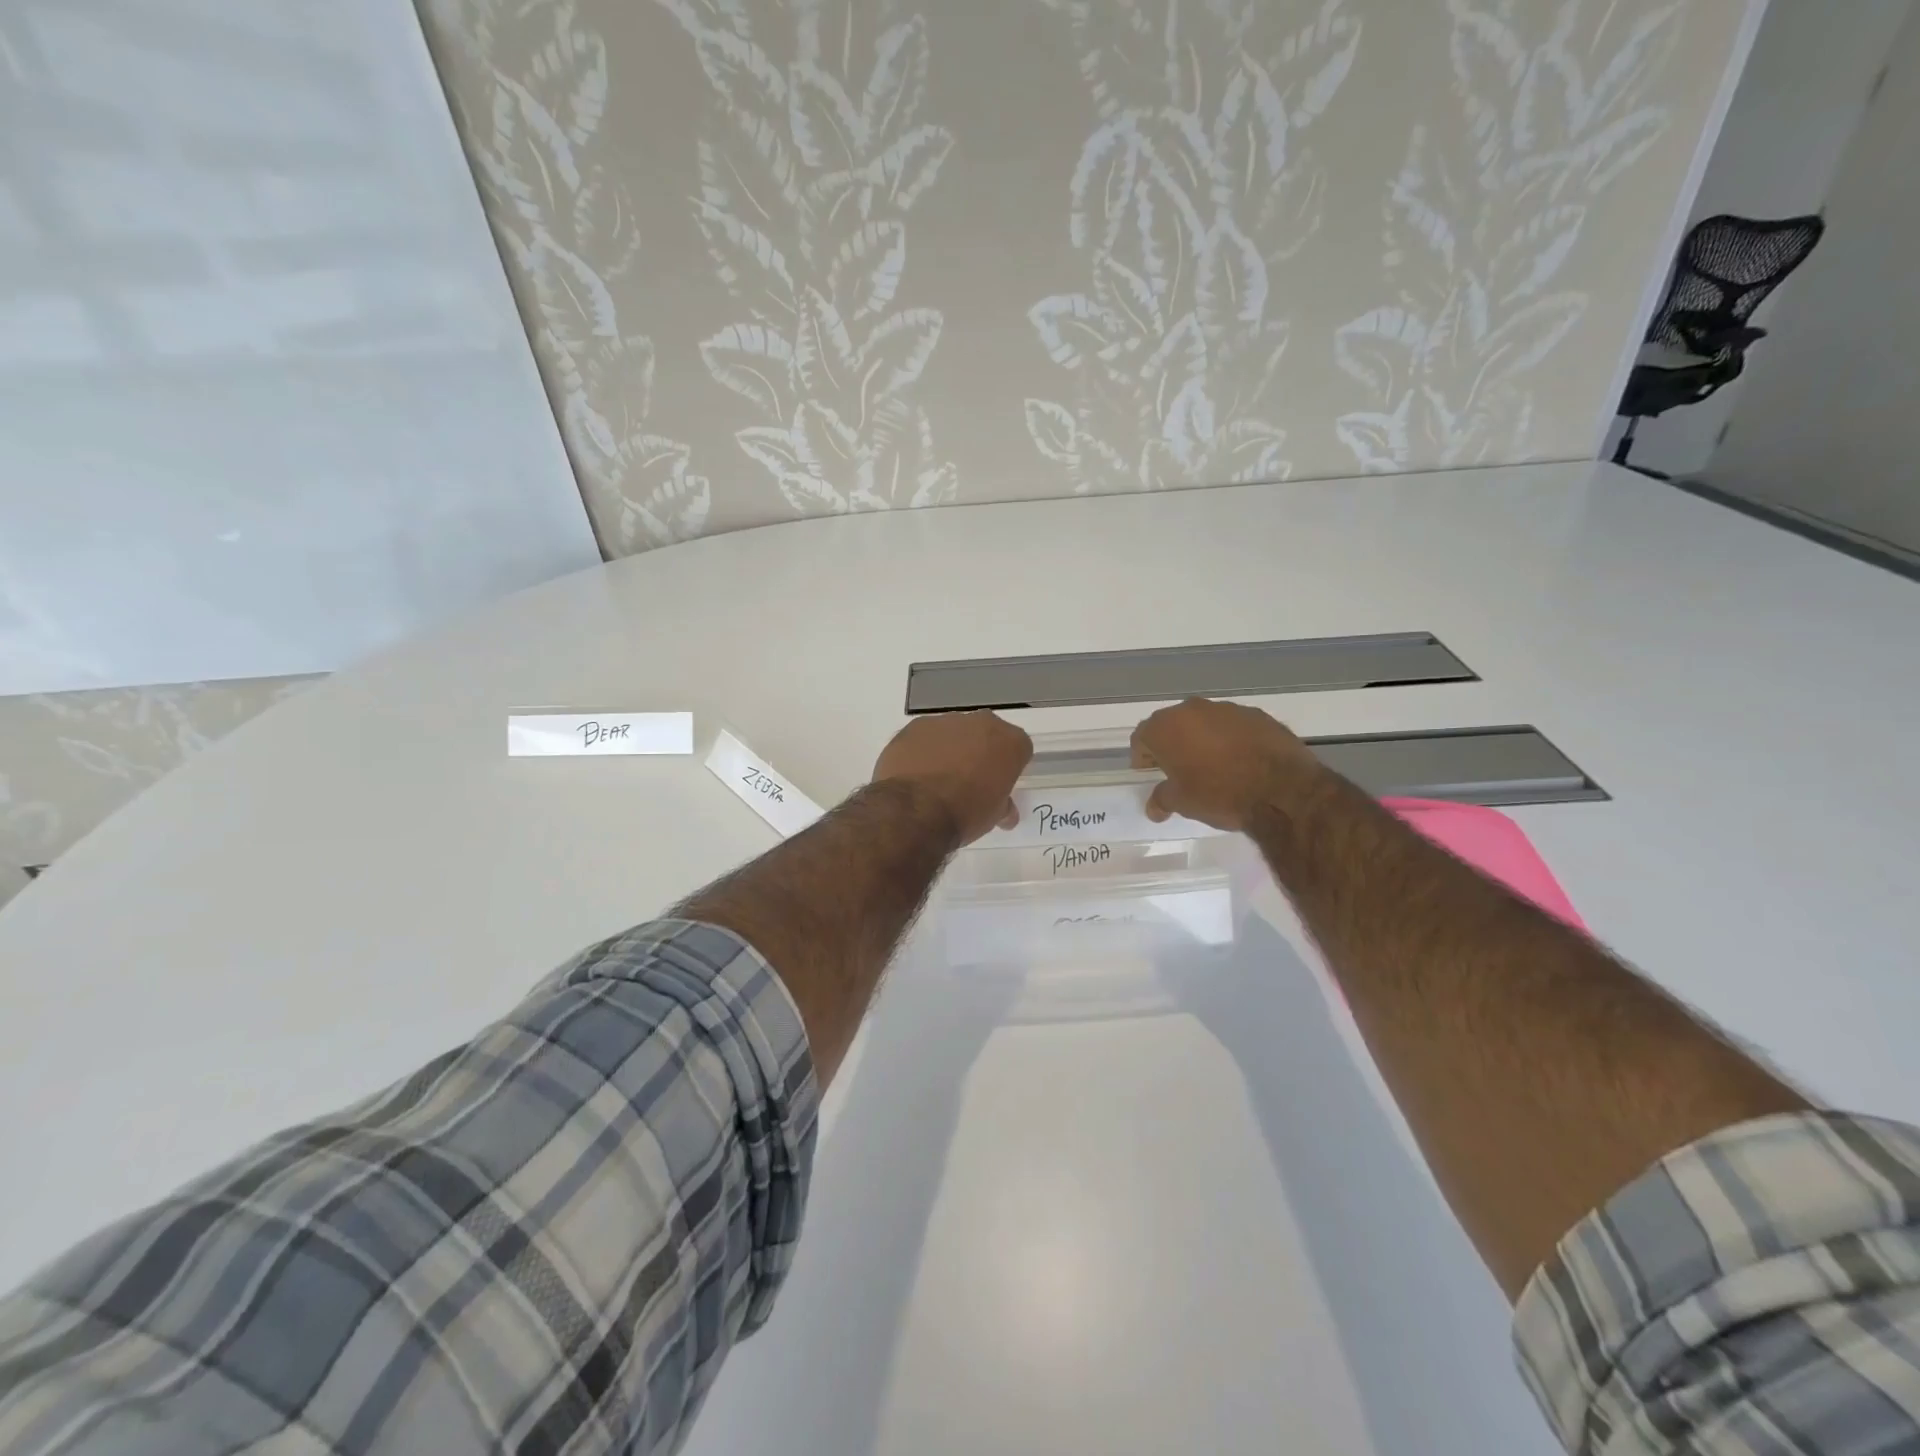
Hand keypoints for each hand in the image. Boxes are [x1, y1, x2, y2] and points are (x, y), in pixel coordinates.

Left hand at [872, 711, 1032, 845]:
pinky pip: (925, 737)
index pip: (1019, 748)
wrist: (915, 810)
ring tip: (937, 779)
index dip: (1009, 766)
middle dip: (981, 751)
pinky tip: (916, 774)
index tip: (999, 783)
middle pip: (986, 733)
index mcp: (1009, 742)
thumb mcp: (993, 816)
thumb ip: (1003, 805)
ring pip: (954, 732)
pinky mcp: (915, 726)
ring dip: (950, 749)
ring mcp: (945, 721)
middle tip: (970, 779)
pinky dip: (923, 751)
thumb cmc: (965, 813)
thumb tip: (1006, 812)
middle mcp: (982, 722)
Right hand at [1130, 698, 1322, 830]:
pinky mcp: (1257, 714)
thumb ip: (1162, 799)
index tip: (1150, 773)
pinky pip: (1233, 726)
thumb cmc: (1219, 794)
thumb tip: (1154, 807)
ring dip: (1202, 740)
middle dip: (1172, 745)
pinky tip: (1240, 762)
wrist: (1281, 790)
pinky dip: (1231, 739)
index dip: (1143, 757)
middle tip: (1178, 770)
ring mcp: (1227, 709)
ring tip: (1212, 766)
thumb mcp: (1183, 803)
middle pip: (1172, 725)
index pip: (1142, 737)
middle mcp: (1192, 709)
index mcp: (1166, 727)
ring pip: (1204, 723)